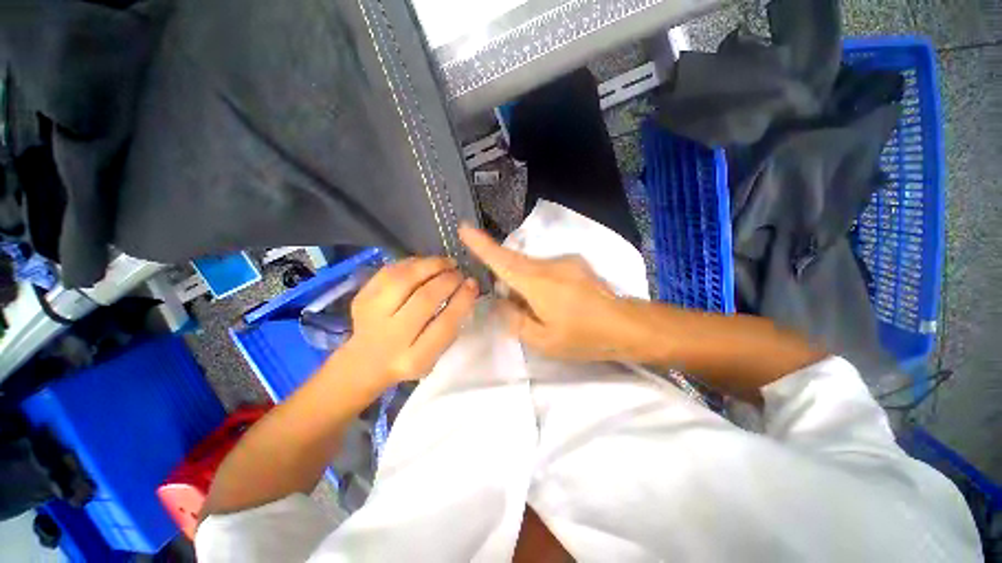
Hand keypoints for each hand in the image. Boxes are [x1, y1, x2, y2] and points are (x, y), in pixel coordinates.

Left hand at [344, 256, 478, 384]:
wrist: (366, 361)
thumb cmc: (410, 356)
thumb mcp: (435, 354)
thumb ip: (451, 325)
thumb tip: (468, 288)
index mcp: (415, 358)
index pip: (445, 324)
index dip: (462, 299)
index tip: (473, 283)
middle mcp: (391, 337)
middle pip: (424, 299)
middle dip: (448, 280)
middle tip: (459, 273)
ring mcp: (372, 316)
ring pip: (404, 280)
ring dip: (430, 266)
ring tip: (446, 263)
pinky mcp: (362, 297)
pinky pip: (389, 272)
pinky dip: (412, 264)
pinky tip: (425, 264)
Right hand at [459, 225, 633, 361]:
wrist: (628, 326)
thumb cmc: (584, 337)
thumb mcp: (543, 340)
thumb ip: (514, 319)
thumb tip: (502, 301)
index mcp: (538, 282)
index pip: (502, 260)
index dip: (481, 245)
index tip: (464, 227)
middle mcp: (549, 264)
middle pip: (515, 263)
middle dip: (506, 278)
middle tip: (515, 305)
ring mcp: (565, 261)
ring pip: (532, 267)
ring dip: (526, 285)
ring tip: (542, 311)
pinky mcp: (576, 264)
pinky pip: (547, 269)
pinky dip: (541, 283)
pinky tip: (556, 303)